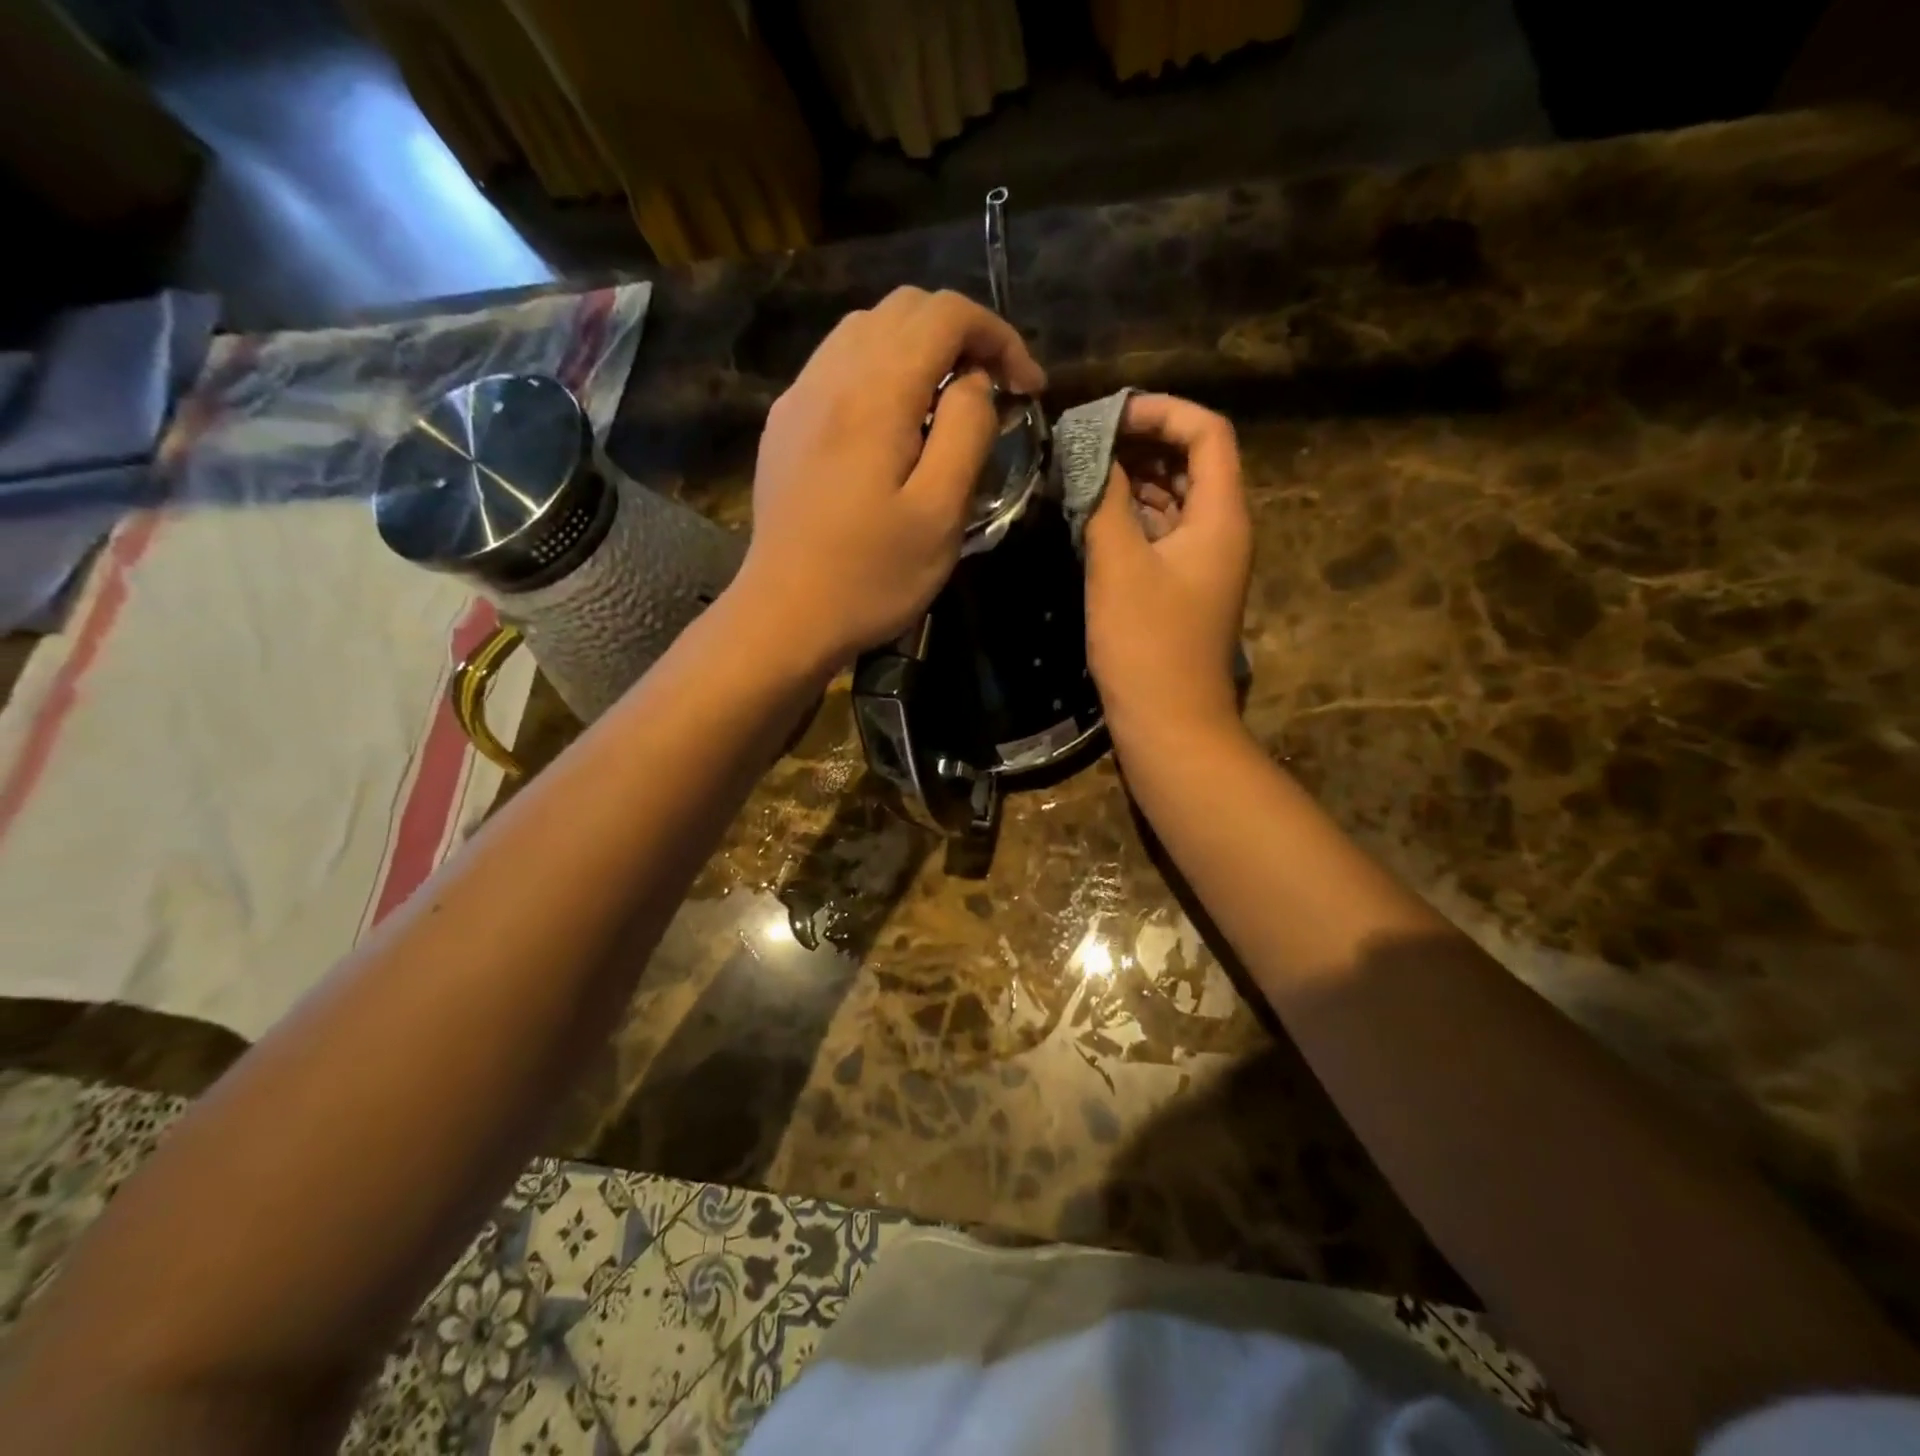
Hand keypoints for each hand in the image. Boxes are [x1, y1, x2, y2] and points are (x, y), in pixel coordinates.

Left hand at [732, 286, 1046, 673]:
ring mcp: (799, 396)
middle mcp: (831, 375)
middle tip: (993, 392)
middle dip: (962, 336)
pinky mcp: (784, 423)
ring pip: (867, 329)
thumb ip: (966, 433)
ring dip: (919, 349)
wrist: (784, 616)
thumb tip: (975, 383)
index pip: (946, 315)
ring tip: (946, 404)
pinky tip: (893, 423)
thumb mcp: (940, 514)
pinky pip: (838, 364)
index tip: (1027, 389)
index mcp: (876, 392)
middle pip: (905, 309)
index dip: (999, 337)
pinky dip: (880, 370)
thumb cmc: (871, 577)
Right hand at [1083, 394, 1251, 752]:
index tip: (1108, 415)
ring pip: (1174, 499)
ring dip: (1134, 479)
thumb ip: (1104, 499)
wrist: (1169, 723)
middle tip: (1086, 440)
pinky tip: (1093, 515)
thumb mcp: (1118, 564)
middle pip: (1193, 461)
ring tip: (1082, 469)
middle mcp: (1221, 531)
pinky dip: (1132, 516)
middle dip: (1143, 442)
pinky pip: (1161, 534)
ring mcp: (1202, 562)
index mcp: (1221, 516)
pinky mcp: (1181, 588)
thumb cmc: (1147, 644)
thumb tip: (1088, 451)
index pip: (1207, 433)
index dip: (1162, 412)